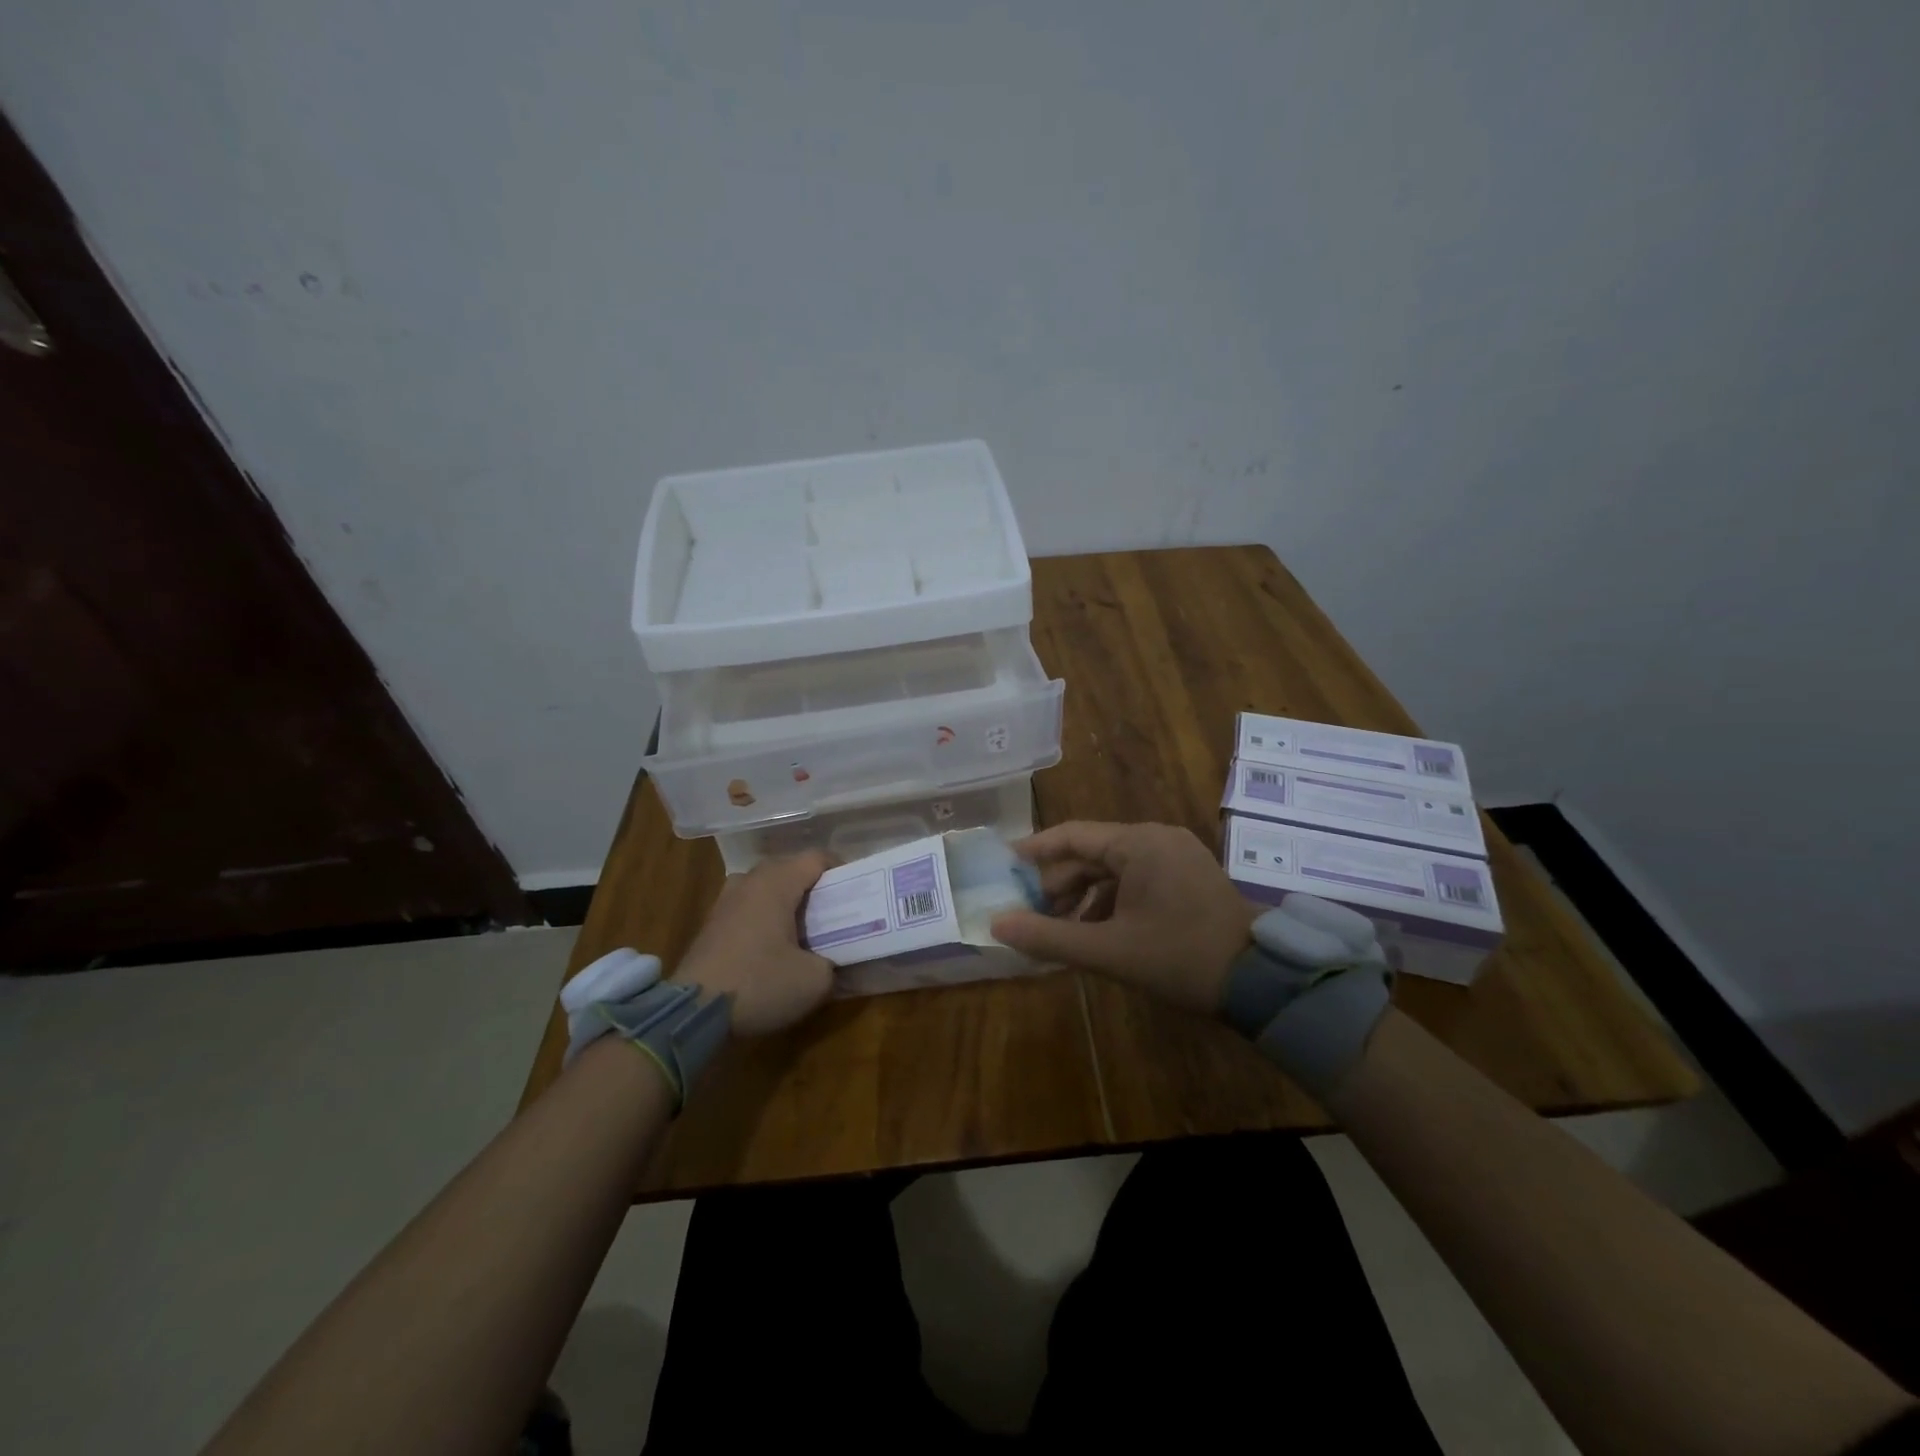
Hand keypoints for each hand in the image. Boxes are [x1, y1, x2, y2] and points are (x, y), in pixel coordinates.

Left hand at [670, 851, 834, 1035]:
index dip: (842, 870)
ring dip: (788, 899)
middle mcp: (750, 881)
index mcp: (777, 882)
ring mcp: (726, 900)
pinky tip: (775, 944)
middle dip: (815, 885)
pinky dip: (766, 915)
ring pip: (766, 886)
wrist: (693, 1014)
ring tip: (806, 926)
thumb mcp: (814, 980)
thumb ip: (833, 963)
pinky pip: (749, 905)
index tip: (857, 892)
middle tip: (836, 911)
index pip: (817, 858)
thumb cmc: (759, 984)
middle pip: (790, 868)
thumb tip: (832, 960)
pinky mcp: (712, 923)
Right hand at [990, 821, 1256, 1013]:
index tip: (1003, 865)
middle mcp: (1156, 838)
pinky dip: (1111, 901)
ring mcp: (1176, 855)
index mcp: (1137, 843)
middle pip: (1092, 853)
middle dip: (1059, 884)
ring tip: (1062, 931)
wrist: (1262, 981)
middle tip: (1032, 915)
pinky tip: (1099, 933)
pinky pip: (1136, 879)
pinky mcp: (1188, 876)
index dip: (1033, 851)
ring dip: (1084, 897)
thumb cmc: (1180, 957)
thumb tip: (997, 925)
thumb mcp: (1108, 951)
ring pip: (1114, 868)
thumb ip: (1049, 937)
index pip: (1071, 836)